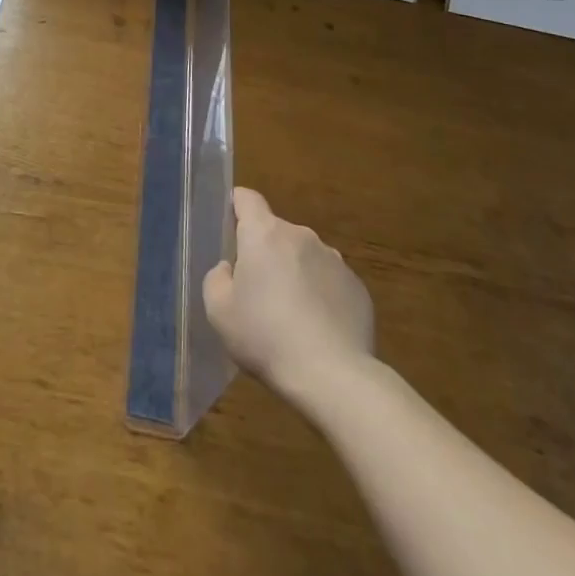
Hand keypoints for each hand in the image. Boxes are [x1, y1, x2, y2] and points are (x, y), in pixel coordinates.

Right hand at [203, 187, 374, 402]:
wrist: (333, 377)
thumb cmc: (266, 337)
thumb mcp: (219, 311)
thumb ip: (217, 278)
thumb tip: (231, 269)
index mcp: (264, 233)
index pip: (247, 198)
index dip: (236, 208)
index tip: (231, 232)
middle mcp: (301, 236)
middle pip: (275, 232)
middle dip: (265, 253)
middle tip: (257, 293)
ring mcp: (334, 259)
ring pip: (304, 256)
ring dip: (294, 273)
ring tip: (290, 317)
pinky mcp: (358, 287)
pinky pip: (329, 281)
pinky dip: (320, 295)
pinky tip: (317, 330)